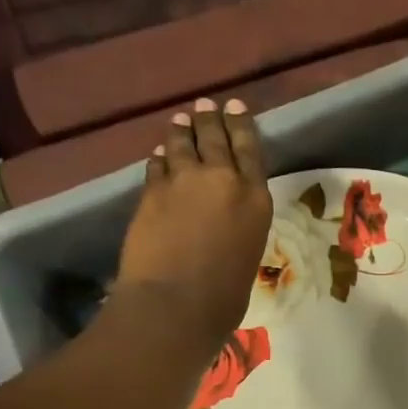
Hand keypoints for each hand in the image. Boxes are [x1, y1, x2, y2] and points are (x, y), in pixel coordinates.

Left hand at [113, 97, 272, 349]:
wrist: (176, 303)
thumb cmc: (225, 297)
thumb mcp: (247, 255)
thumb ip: (239, 228)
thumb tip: (223, 222)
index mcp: (256, 200)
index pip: (250, 150)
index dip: (241, 125)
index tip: (234, 107)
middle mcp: (222, 180)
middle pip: (214, 138)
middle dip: (210, 119)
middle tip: (206, 105)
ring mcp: (183, 182)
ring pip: (181, 144)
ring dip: (181, 131)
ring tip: (181, 121)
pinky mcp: (151, 191)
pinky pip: (156, 165)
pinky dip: (159, 158)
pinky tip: (159, 155)